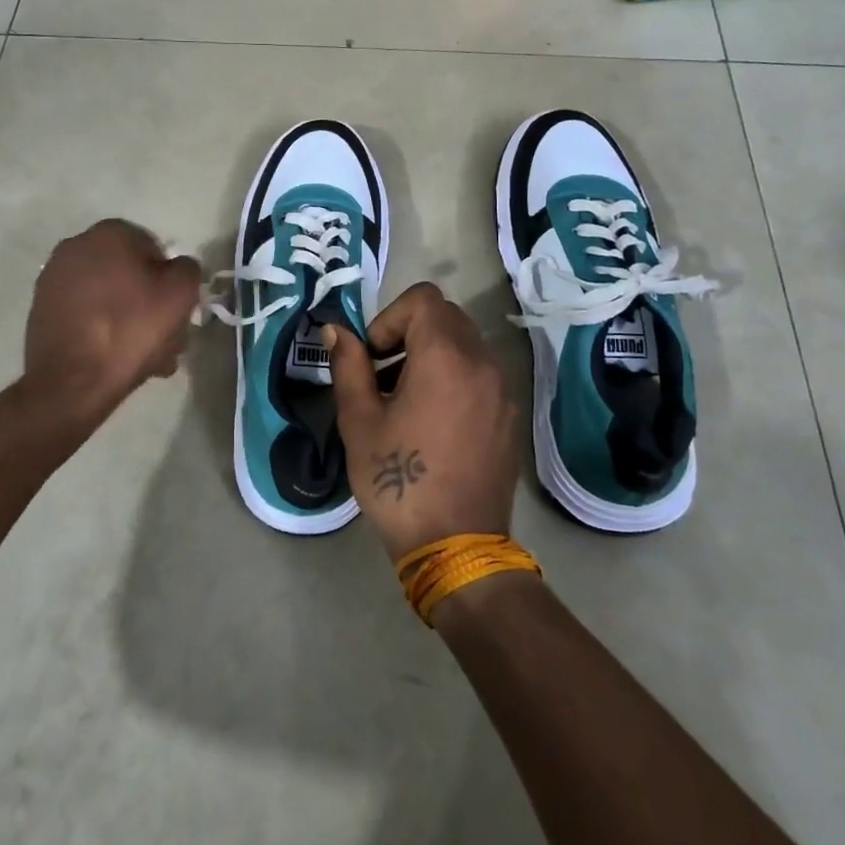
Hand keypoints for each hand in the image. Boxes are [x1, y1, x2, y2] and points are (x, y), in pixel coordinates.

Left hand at [23, 221, 202, 414]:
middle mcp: (76, 246)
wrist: (71, 382)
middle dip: (148, 304)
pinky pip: (85, 313)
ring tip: (143, 358)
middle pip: (129, 275)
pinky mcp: (41, 308)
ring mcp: (54, 278)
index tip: (175, 313)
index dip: (170, 283)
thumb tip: (176, 268)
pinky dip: (101, 328)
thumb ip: (187, 269)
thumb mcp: (180, 295)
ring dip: (128, 319)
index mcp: (110, 233)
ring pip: (108, 296)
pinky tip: (114, 357)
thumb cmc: (130, 330)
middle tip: (164, 339)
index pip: (155, 251)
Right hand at [326, 283, 518, 561]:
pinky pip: (480, 373)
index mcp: (445, 357)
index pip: (422, 299)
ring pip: (465, 344)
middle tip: (383, 373)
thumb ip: (348, 365)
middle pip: (446, 316)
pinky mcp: (510, 415)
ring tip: (405, 399)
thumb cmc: (398, 479)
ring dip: (431, 353)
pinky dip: (454, 376)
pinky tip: (433, 421)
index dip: (389, 317)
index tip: (373, 357)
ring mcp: (502, 390)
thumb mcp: (359, 420)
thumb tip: (335, 330)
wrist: (456, 546)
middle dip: (409, 332)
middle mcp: (482, 363)